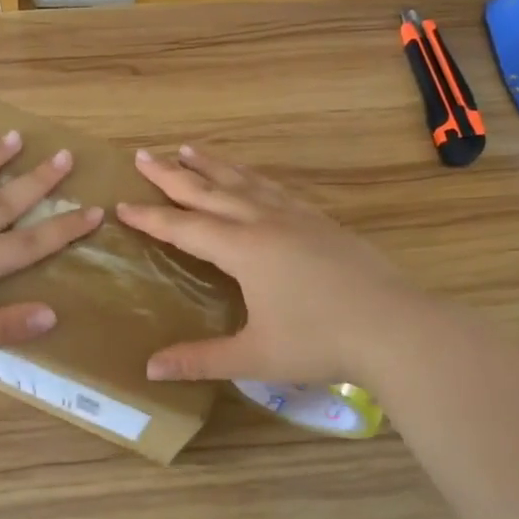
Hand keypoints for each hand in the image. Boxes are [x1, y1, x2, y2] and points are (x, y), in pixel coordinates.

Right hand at [116, 146, 424, 385]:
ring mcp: (296, 217)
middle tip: (145, 154)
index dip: (151, 216)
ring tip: (189, 149)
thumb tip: (149, 369)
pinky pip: (275, 188)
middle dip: (173, 174)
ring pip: (244, 182)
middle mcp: (264, 223)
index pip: (185, 228)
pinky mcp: (321, 221)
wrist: (396, 327)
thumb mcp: (254, 356)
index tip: (122, 202)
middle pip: (209, 191)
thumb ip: (200, 359)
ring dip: (213, 165)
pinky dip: (253, 176)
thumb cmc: (320, 342)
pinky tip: (251, 177)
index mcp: (243, 251)